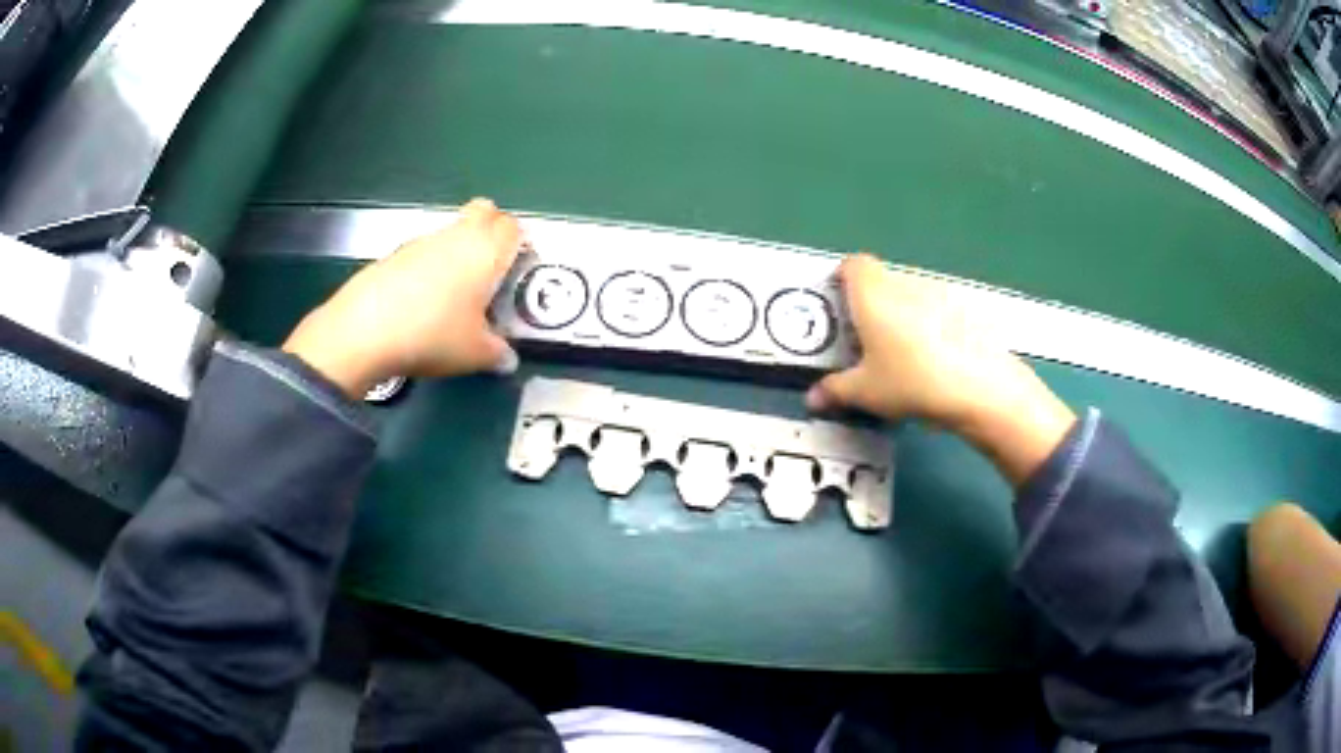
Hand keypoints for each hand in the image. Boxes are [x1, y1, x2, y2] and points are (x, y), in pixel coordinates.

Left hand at [283, 199, 522, 396]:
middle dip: (492, 228)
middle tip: (491, 266)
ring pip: (451, 231)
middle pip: (483, 211)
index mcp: (486, 251)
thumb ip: (497, 353)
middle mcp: (457, 236)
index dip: (519, 242)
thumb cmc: (433, 335)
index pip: (513, 226)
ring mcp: (422, 241)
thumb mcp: (474, 354)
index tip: (516, 268)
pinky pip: (423, 250)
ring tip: (453, 293)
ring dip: (458, 249)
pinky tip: (420, 301)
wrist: (365, 330)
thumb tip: (506, 358)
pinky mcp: (394, 254)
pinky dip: (429, 266)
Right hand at [806, 254, 1074, 485]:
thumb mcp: (866, 393)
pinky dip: (933, 326)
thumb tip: (812, 398)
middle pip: (882, 282)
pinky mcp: (967, 307)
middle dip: (872, 306)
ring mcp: (940, 292)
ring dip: (904, 316)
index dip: (843, 279)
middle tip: (869, 343)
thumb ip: (835, 391)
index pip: (853, 264)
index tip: (840, 306)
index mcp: (873, 293)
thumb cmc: (911, 381)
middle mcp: (904, 282)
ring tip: (907, 357)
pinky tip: (940, 361)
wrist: (981, 386)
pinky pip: (939, 310)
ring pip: (911, 296)